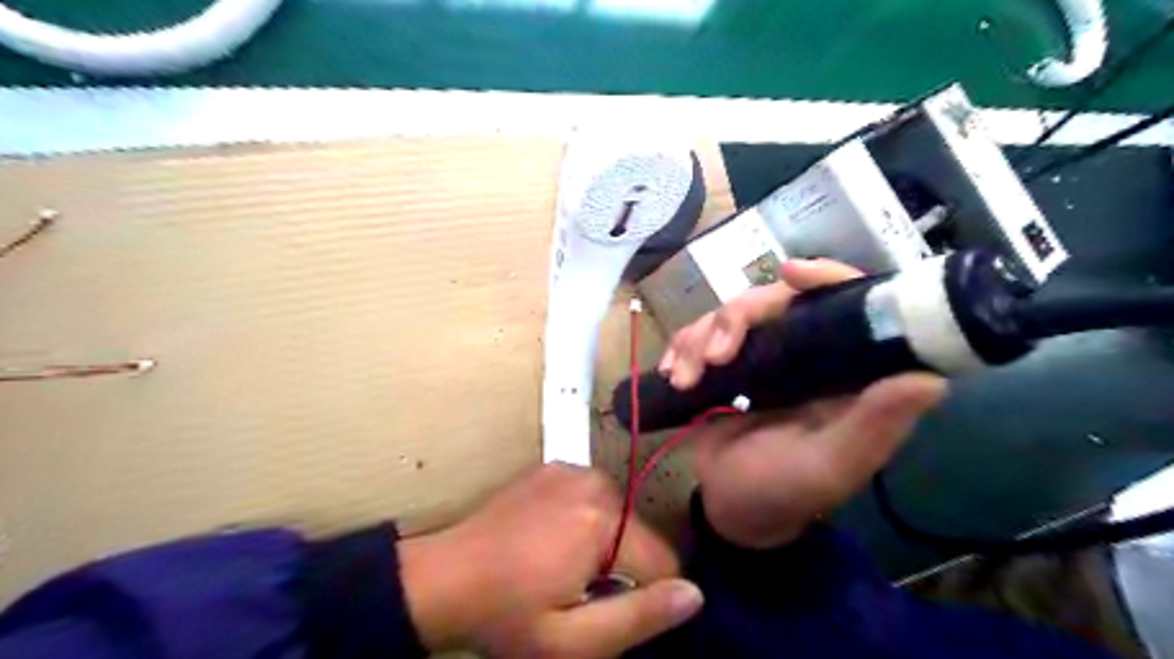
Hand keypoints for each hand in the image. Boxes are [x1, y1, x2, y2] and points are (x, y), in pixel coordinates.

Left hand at [399, 465, 699, 656]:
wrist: (443, 577)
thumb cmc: (506, 614)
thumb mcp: (572, 640)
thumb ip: (639, 617)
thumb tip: (694, 593)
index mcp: (603, 521)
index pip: (665, 561)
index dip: (646, 595)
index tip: (609, 608)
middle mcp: (595, 483)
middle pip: (640, 535)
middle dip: (622, 567)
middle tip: (577, 591)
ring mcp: (573, 468)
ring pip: (619, 516)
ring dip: (603, 543)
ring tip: (559, 565)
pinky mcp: (556, 466)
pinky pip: (593, 498)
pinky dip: (584, 519)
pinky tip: (548, 538)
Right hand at [657, 260, 947, 548]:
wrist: (731, 508)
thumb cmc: (785, 493)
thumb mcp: (830, 466)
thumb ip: (873, 426)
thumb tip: (931, 378)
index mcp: (845, 370)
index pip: (846, 303)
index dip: (824, 277)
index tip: (788, 273)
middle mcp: (807, 354)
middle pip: (773, 300)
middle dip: (736, 319)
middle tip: (713, 357)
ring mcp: (762, 356)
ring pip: (731, 314)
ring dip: (700, 339)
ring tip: (685, 380)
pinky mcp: (726, 365)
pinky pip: (701, 335)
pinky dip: (682, 348)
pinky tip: (672, 373)